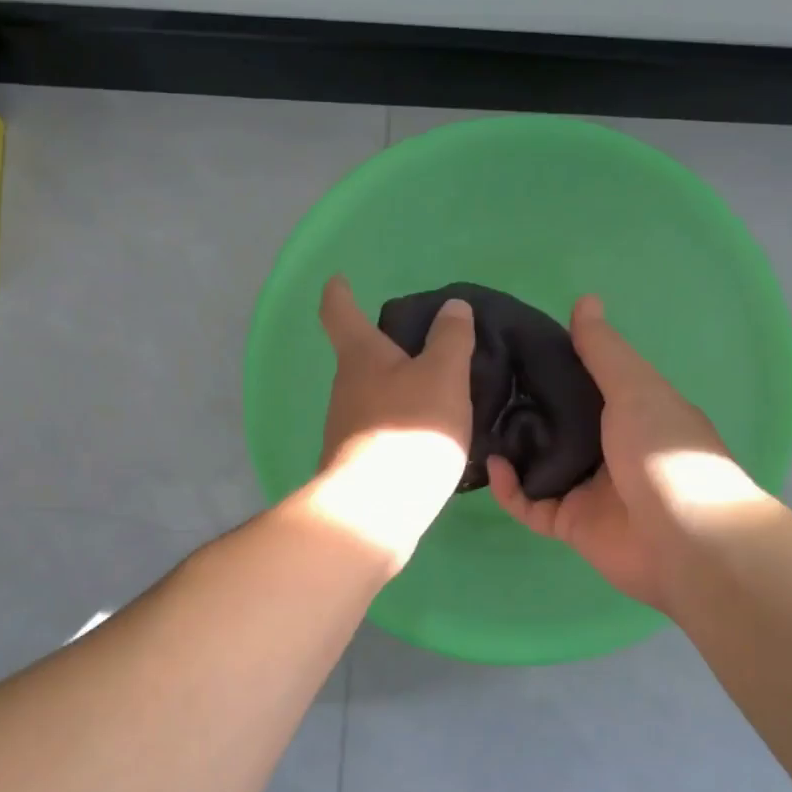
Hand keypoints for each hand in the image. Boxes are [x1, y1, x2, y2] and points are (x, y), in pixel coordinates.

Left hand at [304, 275, 475, 567]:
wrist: (375, 511)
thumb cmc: (409, 431)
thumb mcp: (442, 377)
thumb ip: (450, 340)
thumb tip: (452, 308)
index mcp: (360, 357)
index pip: (339, 312)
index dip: (340, 293)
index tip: (339, 280)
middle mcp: (345, 388)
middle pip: (359, 356)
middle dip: (383, 346)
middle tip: (422, 344)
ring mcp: (345, 428)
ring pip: (372, 395)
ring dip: (396, 388)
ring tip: (438, 391)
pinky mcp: (356, 463)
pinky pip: (381, 430)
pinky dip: (401, 423)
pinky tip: (430, 436)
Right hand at [488, 295, 759, 612]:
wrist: (685, 539)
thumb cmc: (663, 452)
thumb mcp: (635, 388)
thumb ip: (604, 350)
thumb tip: (585, 299)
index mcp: (630, 412)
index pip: (585, 383)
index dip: (553, 365)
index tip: (513, 347)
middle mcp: (607, 448)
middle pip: (557, 424)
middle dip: (524, 407)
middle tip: (482, 384)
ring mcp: (588, 488)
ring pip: (538, 464)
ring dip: (511, 448)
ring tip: (476, 422)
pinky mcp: (569, 523)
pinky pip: (529, 504)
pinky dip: (509, 489)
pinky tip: (493, 466)